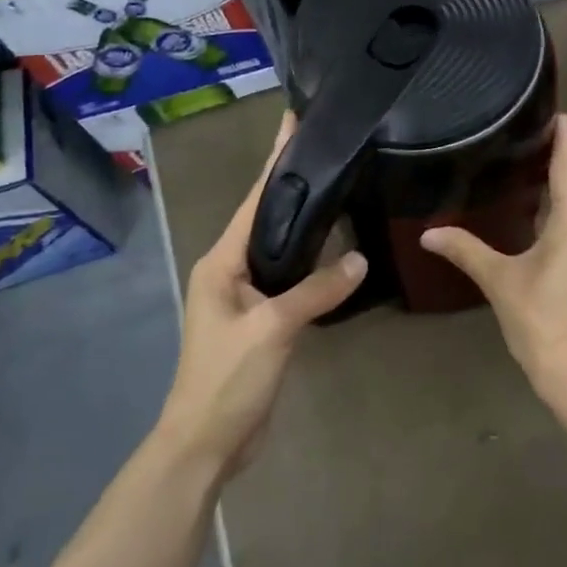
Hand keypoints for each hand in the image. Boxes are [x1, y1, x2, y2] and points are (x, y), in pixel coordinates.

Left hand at [159, 113, 365, 478]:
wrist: (206, 443)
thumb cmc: (227, 378)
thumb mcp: (273, 329)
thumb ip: (316, 290)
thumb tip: (359, 258)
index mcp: (221, 262)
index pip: (254, 202)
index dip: (275, 163)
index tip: (293, 123)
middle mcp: (229, 271)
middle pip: (267, 220)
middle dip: (293, 185)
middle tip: (328, 151)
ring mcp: (245, 297)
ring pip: (280, 250)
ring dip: (304, 224)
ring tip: (337, 188)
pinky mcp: (262, 320)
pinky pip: (289, 279)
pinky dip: (310, 261)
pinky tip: (335, 250)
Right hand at [421, 113, 566, 396]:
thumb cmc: (541, 319)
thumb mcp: (500, 280)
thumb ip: (466, 250)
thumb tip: (428, 234)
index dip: (564, 139)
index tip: (559, 113)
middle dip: (561, 160)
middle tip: (533, 136)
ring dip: (565, 187)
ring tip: (535, 169)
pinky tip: (546, 215)